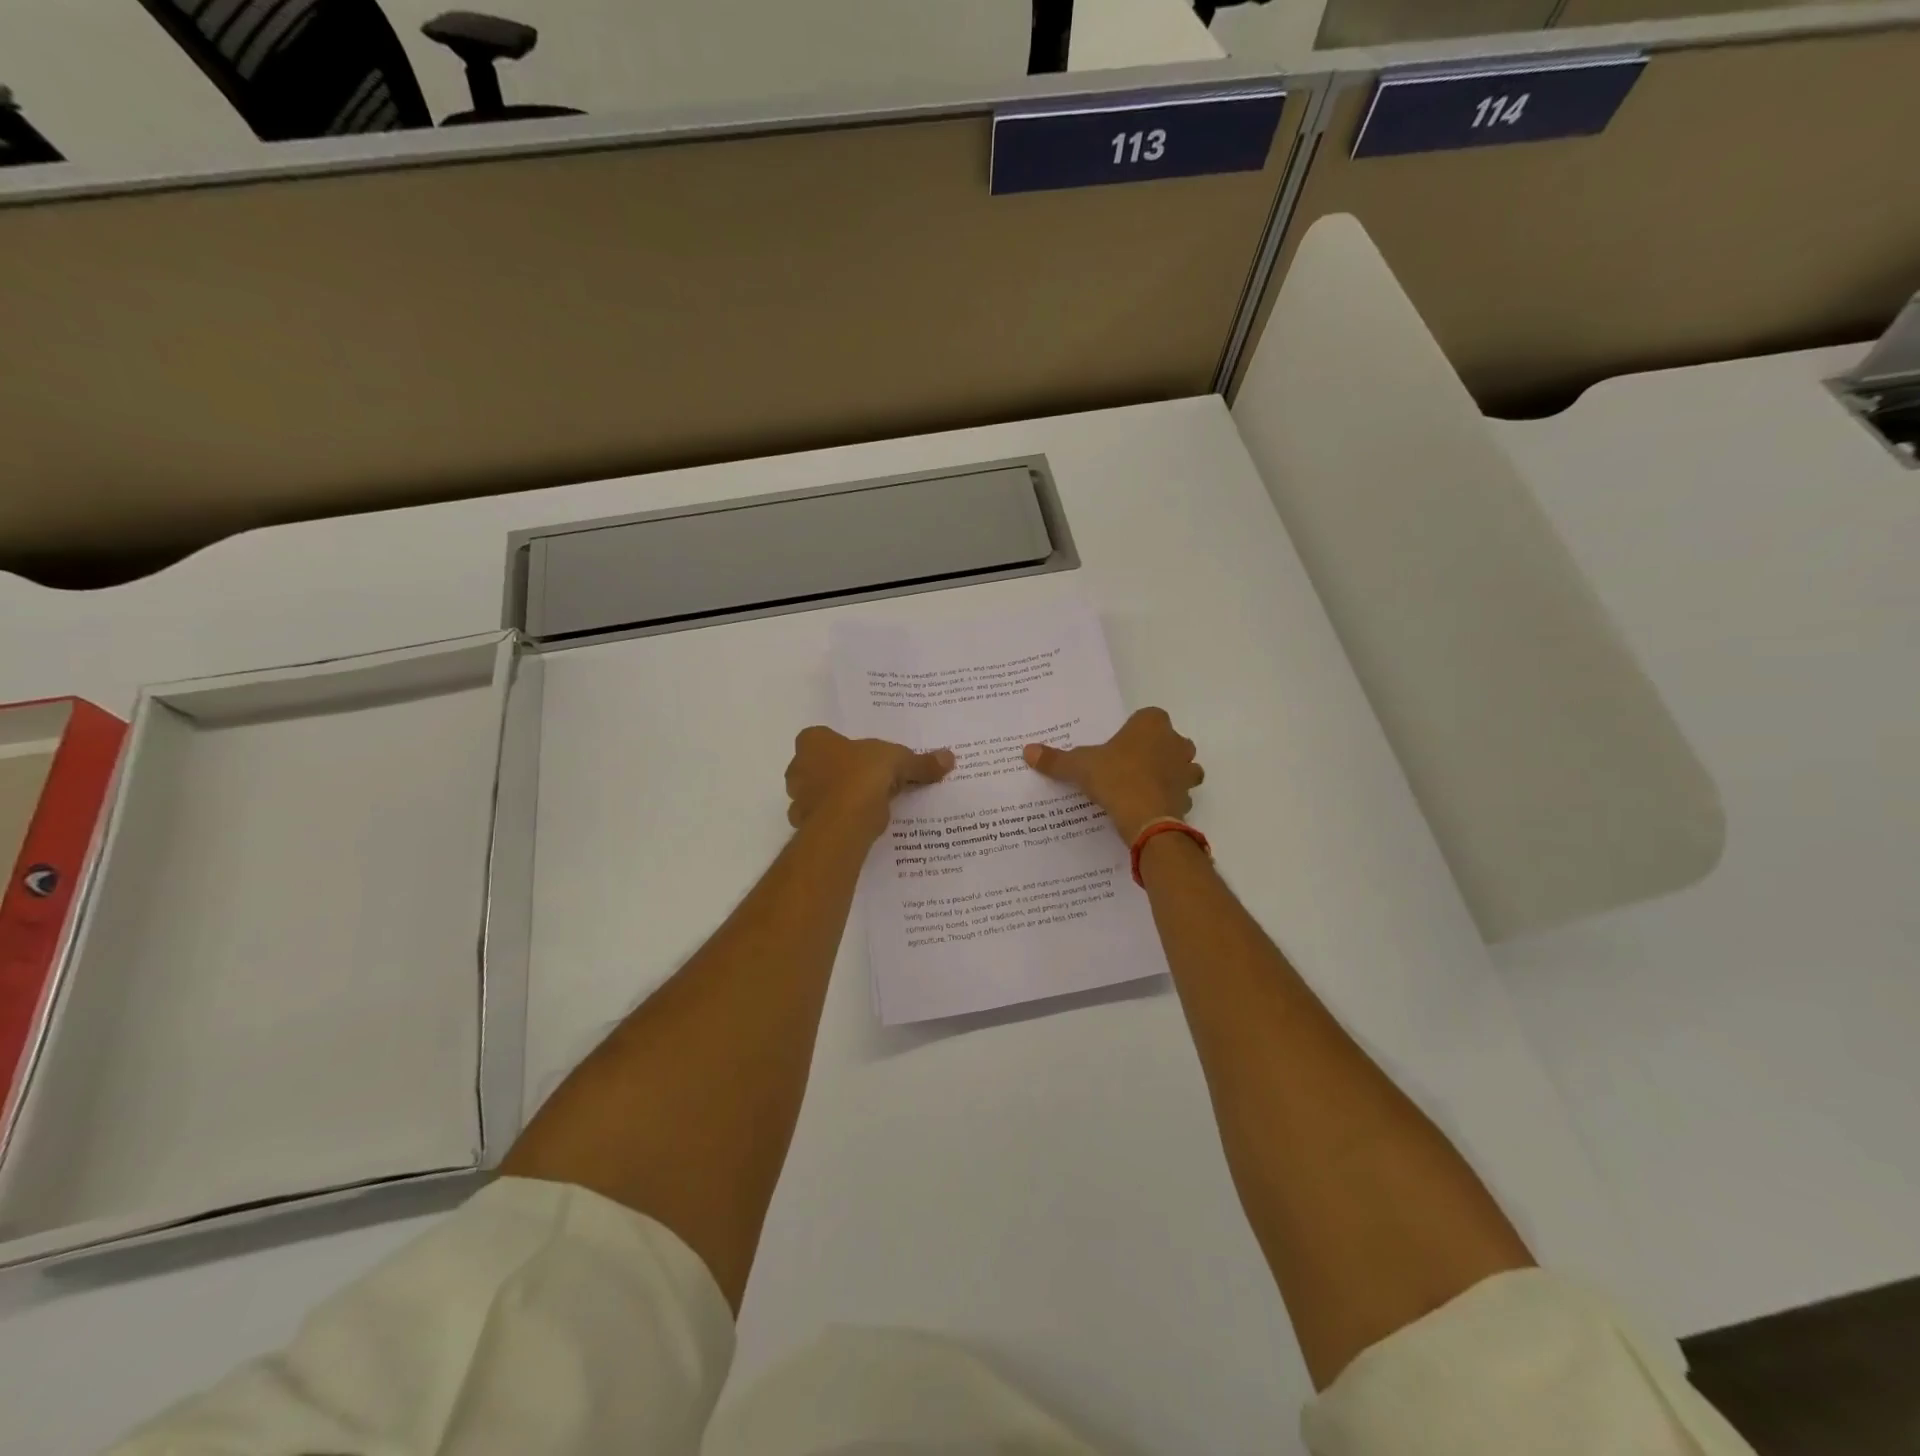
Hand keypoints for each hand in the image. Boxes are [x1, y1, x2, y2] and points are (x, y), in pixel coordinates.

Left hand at [785, 727, 953, 840]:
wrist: (844, 820)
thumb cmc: (862, 775)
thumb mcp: (898, 761)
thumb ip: (920, 762)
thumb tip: (949, 758)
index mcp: (813, 743)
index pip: (818, 738)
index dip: (837, 746)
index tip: (857, 756)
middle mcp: (798, 769)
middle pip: (815, 768)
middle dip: (833, 774)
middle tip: (862, 780)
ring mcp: (797, 800)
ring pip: (815, 796)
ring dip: (833, 800)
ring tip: (863, 806)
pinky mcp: (804, 827)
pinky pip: (821, 822)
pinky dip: (836, 823)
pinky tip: (857, 826)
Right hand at [1023, 708, 1203, 842]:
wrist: (1147, 818)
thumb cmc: (1115, 778)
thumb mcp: (1079, 766)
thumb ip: (1056, 759)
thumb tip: (1027, 751)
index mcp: (1151, 724)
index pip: (1148, 716)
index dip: (1135, 729)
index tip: (1119, 744)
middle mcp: (1175, 742)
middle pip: (1168, 740)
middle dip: (1155, 749)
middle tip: (1129, 764)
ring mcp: (1186, 770)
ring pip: (1182, 766)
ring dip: (1169, 773)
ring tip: (1143, 786)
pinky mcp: (1188, 797)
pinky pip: (1180, 793)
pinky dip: (1169, 798)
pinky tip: (1150, 807)